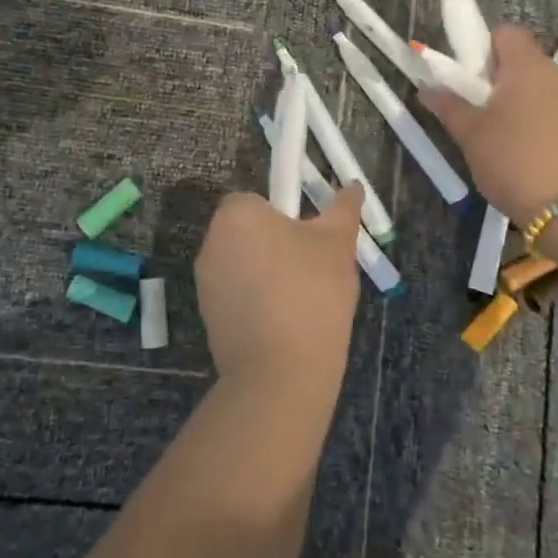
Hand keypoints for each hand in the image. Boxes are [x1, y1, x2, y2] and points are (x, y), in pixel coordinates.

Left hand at [194, 183, 366, 401]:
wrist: (281, 372)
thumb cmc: (311, 293)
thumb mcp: (338, 244)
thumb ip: (343, 209)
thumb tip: (353, 185)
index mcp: (237, 215)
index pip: (256, 199)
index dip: (285, 214)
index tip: (309, 236)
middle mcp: (212, 242)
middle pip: (249, 231)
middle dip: (277, 243)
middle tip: (313, 266)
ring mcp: (205, 282)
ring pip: (244, 263)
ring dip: (267, 273)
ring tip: (304, 299)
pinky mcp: (207, 316)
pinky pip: (237, 295)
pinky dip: (257, 301)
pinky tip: (285, 323)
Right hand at [421, 24, 557, 225]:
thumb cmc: (517, 164)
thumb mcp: (472, 138)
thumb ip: (450, 108)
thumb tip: (427, 88)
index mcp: (529, 67)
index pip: (506, 33)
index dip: (485, 49)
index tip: (471, 81)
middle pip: (528, 66)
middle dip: (505, 87)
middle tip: (485, 122)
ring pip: (550, 95)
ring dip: (531, 111)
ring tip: (515, 151)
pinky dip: (554, 133)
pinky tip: (543, 166)